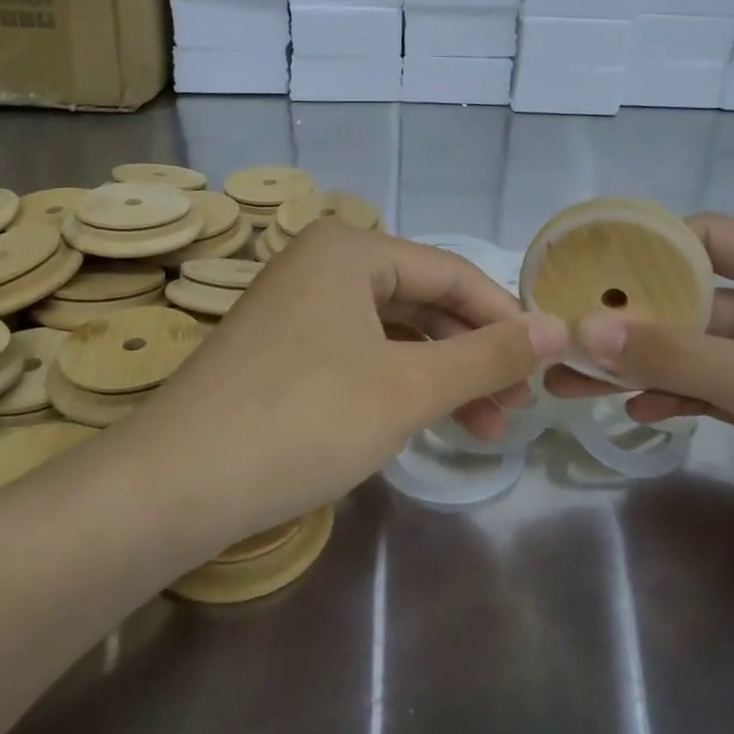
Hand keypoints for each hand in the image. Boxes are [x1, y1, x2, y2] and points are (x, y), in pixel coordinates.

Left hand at [130, 221, 567, 546]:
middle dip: (473, 356)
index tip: (546, 367)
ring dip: (440, 377)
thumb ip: (488, 356)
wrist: (175, 484)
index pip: (453, 274)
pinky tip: (423, 421)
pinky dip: (397, 385)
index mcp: (350, 249)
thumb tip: (558, 328)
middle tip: (514, 409)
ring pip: (392, 334)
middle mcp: (321, 263)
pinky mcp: (280, 349)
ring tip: (481, 428)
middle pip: (422, 302)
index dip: (506, 320)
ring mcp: (295, 306)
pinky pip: (358, 354)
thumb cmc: (304, 420)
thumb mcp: (409, 388)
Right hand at [546, 214, 733, 586]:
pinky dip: (674, 397)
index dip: (647, 246)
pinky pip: (713, 392)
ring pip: (698, 352)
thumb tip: (583, 328)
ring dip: (642, 363)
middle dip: (631, 317)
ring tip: (576, 379)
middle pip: (694, 299)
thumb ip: (678, 354)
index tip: (584, 265)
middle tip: (564, 333)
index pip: (710, 239)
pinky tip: (635, 411)